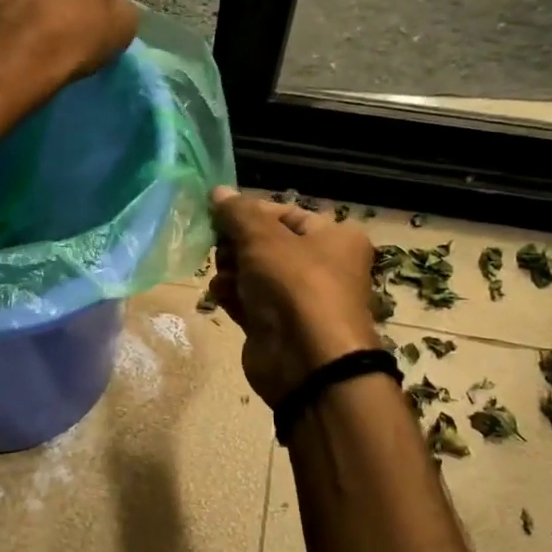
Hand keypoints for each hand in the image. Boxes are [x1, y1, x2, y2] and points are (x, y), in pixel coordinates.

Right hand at [208, 188, 382, 407]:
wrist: (307, 361)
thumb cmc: (295, 286)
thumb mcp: (262, 238)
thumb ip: (237, 213)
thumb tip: (217, 191)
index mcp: (335, 237)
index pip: (286, 213)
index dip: (250, 212)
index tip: (218, 215)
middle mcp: (322, 266)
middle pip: (267, 244)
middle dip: (237, 244)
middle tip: (219, 248)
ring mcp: (299, 299)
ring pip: (255, 273)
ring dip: (232, 270)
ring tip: (220, 275)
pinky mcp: (277, 327)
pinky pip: (249, 302)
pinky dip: (233, 296)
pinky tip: (219, 294)